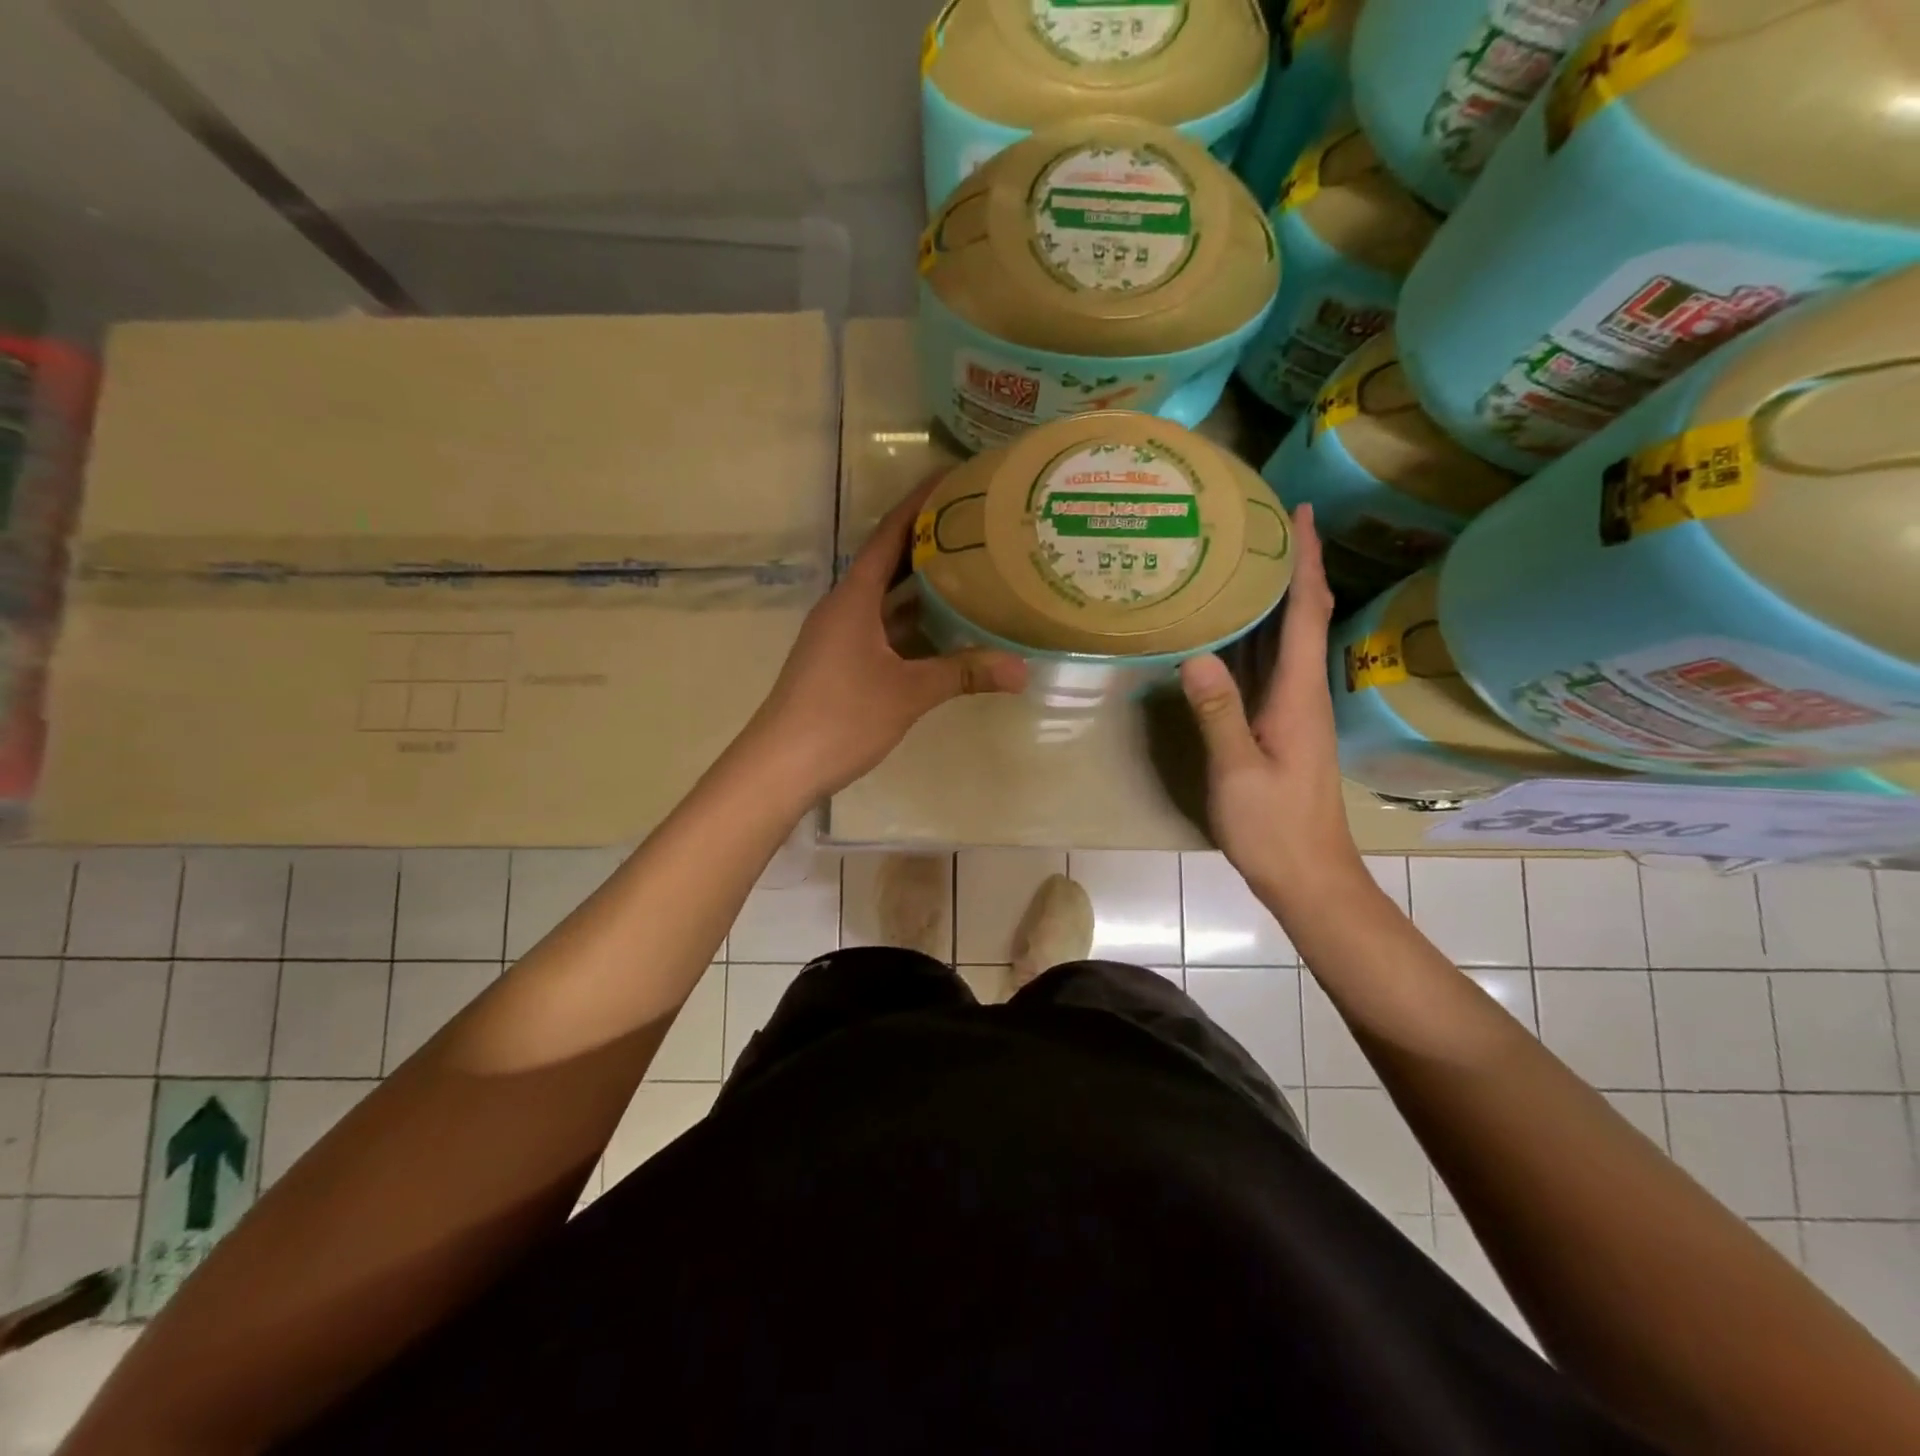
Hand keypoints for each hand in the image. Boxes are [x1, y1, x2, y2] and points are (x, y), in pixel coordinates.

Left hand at [742, 479, 1026, 800]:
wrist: (780, 765)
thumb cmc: (840, 716)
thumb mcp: (908, 693)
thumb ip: (964, 674)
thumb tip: (1022, 670)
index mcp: (854, 597)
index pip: (890, 534)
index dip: (921, 504)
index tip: (954, 480)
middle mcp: (845, 607)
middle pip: (890, 563)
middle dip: (931, 544)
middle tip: (979, 528)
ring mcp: (840, 637)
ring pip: (888, 601)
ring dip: (924, 588)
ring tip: (973, 573)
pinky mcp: (841, 663)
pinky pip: (884, 630)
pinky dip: (914, 626)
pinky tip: (945, 633)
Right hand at [1177, 504, 1363, 907]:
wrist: (1309, 876)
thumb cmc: (1276, 827)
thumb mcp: (1238, 772)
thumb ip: (1218, 714)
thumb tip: (1195, 656)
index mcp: (1298, 694)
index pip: (1308, 612)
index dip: (1306, 560)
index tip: (1302, 511)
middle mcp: (1301, 692)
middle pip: (1302, 615)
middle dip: (1291, 565)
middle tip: (1262, 522)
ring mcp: (1291, 710)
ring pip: (1285, 640)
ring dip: (1274, 596)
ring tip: (1243, 560)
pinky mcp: (1279, 727)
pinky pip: (1268, 666)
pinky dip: (1256, 636)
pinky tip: (1229, 630)